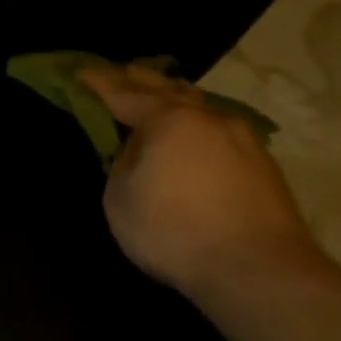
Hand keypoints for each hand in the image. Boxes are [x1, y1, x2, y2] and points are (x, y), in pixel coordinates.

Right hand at [79, 62, 324, 299]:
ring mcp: (241, 137)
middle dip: (140, 80)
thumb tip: (136, 150)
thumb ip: (122, 165)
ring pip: (200, 106)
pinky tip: (194, 134)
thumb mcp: (120, 200)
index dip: (99, 84)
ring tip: (160, 96)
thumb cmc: (173, 232)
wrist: (255, 267)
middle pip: (168, 89)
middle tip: (121, 73)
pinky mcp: (261, 162)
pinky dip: (197, 124)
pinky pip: (218, 129)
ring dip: (175, 98)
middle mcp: (207, 118)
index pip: (124, 94)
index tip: (79, 73)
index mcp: (168, 121)